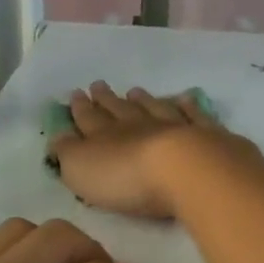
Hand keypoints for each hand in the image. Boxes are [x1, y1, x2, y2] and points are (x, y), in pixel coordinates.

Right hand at [51, 82, 262, 218]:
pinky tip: (185, 99)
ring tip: (135, 91)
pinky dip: (188, 106)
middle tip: (98, 85)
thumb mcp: (82, 169)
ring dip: (143, 100)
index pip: (88, 119)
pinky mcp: (205, 134)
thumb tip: (58, 136)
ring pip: (154, 108)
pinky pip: (193, 115)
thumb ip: (68, 153)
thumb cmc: (126, 177)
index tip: (76, 94)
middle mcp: (138, 125)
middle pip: (119, 109)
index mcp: (105, 135)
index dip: (80, 108)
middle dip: (106, 99)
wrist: (185, 170)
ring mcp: (173, 126)